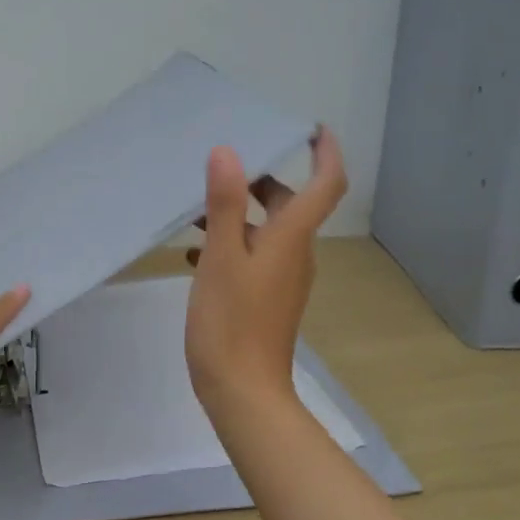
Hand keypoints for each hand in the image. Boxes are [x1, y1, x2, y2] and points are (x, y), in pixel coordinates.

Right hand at [185, 126, 346, 417]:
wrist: (243, 391)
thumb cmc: (231, 322)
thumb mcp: (221, 258)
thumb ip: (224, 205)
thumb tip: (228, 152)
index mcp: (291, 238)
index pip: (326, 183)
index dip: (326, 152)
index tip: (311, 128)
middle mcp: (294, 254)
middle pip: (290, 205)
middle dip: (261, 181)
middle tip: (224, 166)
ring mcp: (281, 279)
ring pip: (266, 232)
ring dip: (237, 214)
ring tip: (195, 208)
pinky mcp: (266, 299)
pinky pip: (253, 258)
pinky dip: (229, 246)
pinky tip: (193, 254)